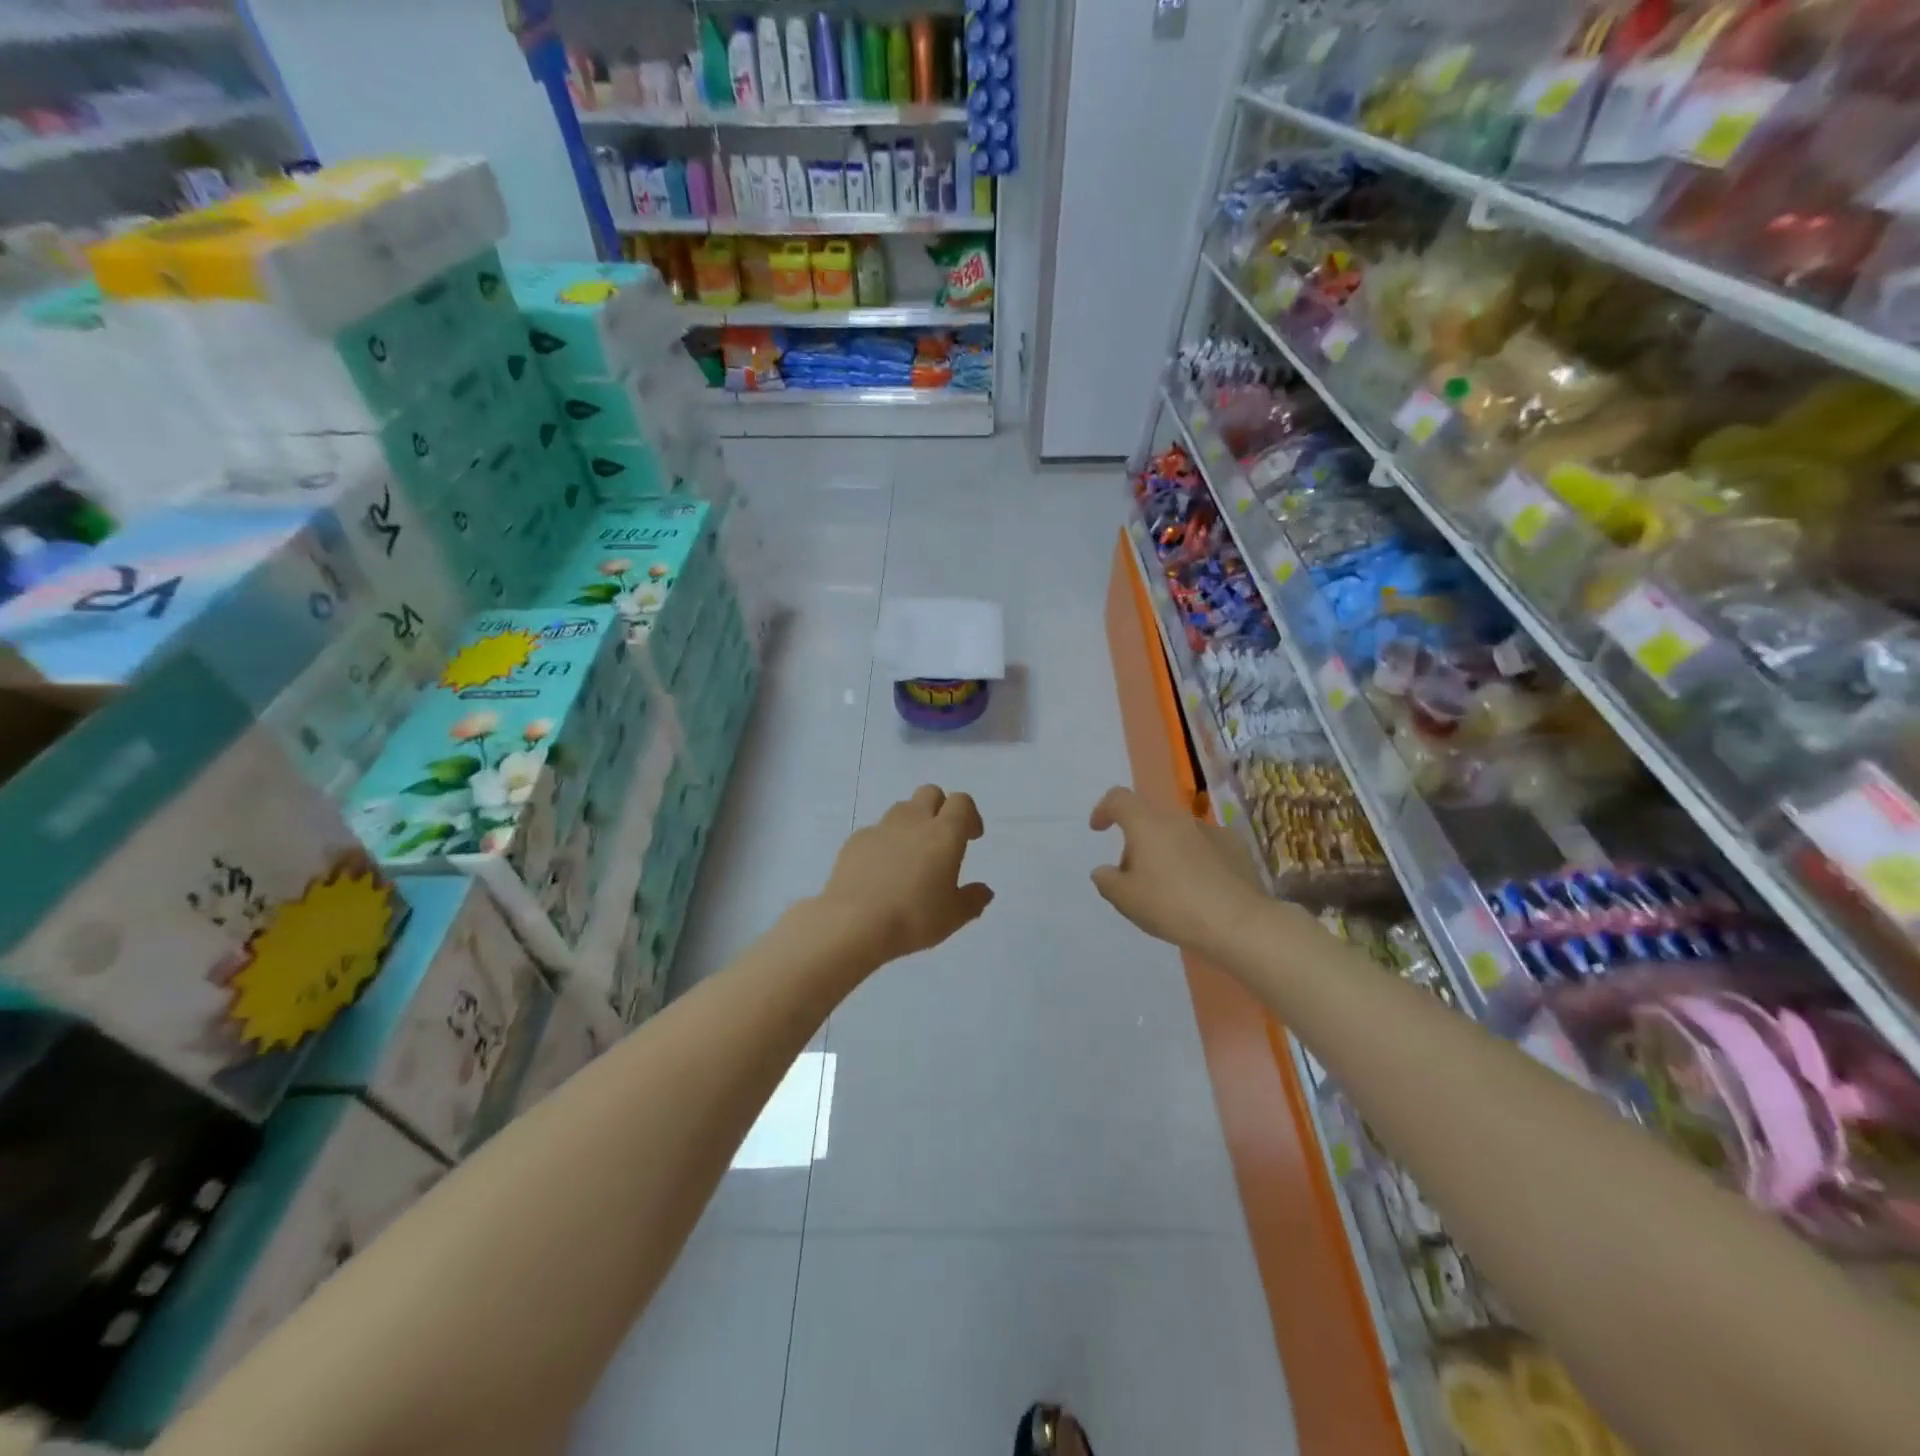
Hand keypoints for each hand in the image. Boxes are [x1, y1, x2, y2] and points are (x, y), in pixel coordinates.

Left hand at [817, 785, 993, 965]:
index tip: (971, 837)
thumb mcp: (953, 917)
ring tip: (910, 856)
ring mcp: (881, 828)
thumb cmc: (913, 919)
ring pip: (902, 809)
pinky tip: (880, 872)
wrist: (854, 924)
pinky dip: (884, 843)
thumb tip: (984, 891)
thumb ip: (972, 900)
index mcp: (944, 834)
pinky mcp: (855, 840)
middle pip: (930, 793)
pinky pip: (876, 832)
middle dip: (940, 808)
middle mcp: (913, 822)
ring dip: (911, 823)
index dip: (970, 815)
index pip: (962, 802)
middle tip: (941, 839)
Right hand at [1089, 786, 1271, 956]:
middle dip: (1137, 842)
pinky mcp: (1236, 847)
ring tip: (1170, 888)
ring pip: (1177, 834)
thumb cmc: (1172, 905)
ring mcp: (1211, 830)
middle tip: (1134, 876)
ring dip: (1167, 851)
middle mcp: (1178, 819)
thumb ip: (1107, 881)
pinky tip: (1201, 888)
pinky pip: (1205, 847)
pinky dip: (1195, 860)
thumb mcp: (1126, 900)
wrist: (1239, 922)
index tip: (1099, 829)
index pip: (1118, 799)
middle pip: (1148, 820)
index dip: (1104, 810)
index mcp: (1146, 824)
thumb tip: (1105, 871)